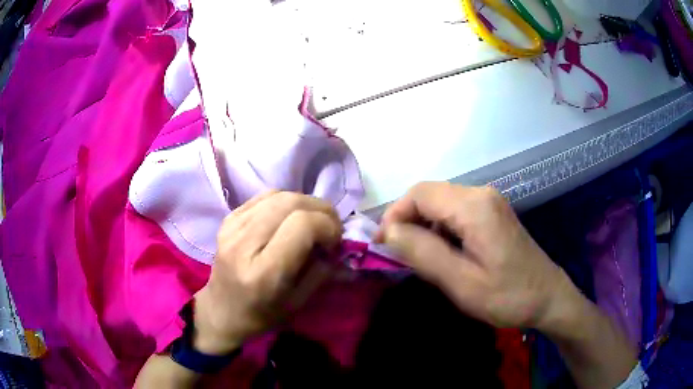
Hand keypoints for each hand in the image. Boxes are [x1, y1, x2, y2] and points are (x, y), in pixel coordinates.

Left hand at [193, 191, 341, 354]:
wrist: (221, 310)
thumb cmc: (262, 315)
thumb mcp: (299, 302)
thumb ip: (323, 271)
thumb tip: (341, 245)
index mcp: (264, 272)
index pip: (301, 226)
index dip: (327, 225)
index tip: (335, 241)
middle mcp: (244, 244)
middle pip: (291, 203)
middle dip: (320, 209)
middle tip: (331, 226)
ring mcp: (232, 228)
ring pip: (278, 195)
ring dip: (305, 203)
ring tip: (314, 220)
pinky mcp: (228, 219)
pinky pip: (264, 197)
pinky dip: (285, 201)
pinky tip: (290, 217)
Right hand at [377, 182, 575, 329]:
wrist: (548, 297)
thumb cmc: (507, 295)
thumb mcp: (460, 281)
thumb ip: (422, 252)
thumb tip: (388, 230)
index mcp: (474, 206)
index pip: (419, 194)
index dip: (394, 214)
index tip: (382, 244)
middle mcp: (481, 193)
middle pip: (429, 194)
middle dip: (407, 220)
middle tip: (396, 253)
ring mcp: (489, 201)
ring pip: (441, 202)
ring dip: (422, 224)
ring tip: (418, 256)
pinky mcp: (492, 212)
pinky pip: (455, 211)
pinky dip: (439, 227)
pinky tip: (442, 251)